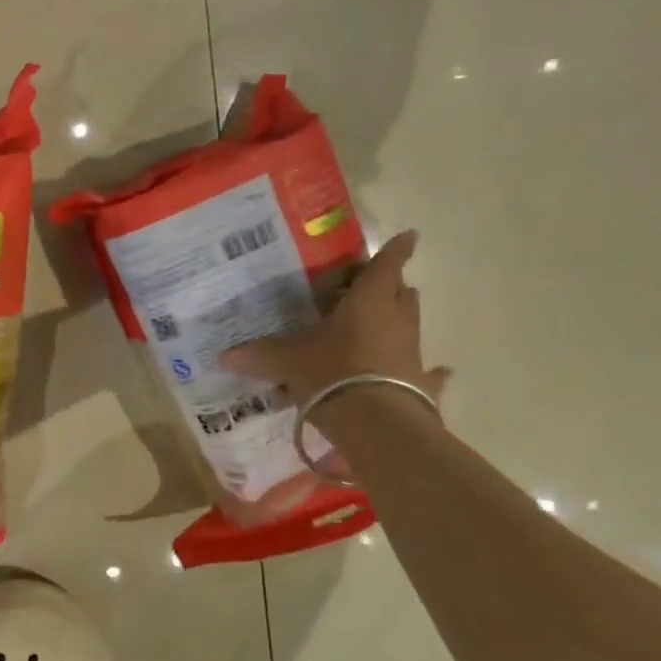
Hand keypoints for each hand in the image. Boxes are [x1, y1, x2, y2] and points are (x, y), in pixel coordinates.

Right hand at [221, 229, 448, 417]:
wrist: (376, 424)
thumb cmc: (332, 374)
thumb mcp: (287, 363)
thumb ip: (258, 356)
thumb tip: (222, 356)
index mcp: (368, 302)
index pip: (385, 266)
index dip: (396, 250)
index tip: (410, 236)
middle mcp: (396, 320)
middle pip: (401, 293)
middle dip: (391, 286)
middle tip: (371, 286)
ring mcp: (413, 352)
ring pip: (412, 325)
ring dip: (400, 320)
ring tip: (385, 322)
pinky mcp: (422, 383)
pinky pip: (429, 371)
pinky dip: (429, 370)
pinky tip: (438, 372)